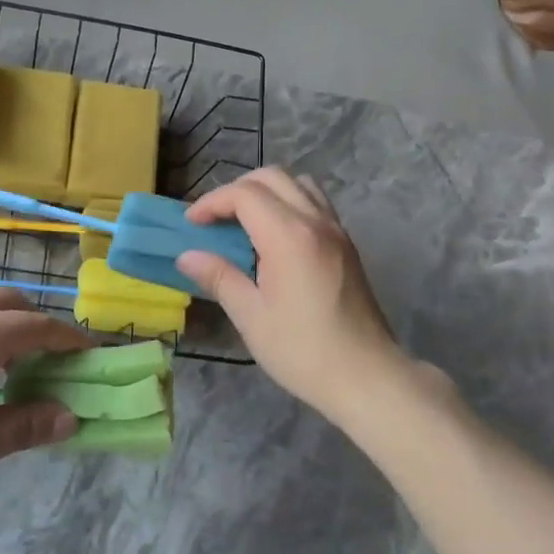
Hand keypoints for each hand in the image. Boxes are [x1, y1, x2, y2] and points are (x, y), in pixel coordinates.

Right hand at [176, 168, 414, 420]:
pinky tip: (273, 238)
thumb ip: (219, 277)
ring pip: (297, 184)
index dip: (212, 203)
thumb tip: (187, 256)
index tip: (191, 224)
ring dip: (265, 192)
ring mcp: (336, 230)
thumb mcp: (251, 317)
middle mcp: (316, 222)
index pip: (244, 194)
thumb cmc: (303, 351)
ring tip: (243, 223)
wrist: (366, 376)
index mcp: (289, 236)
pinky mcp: (346, 244)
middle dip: (235, 191)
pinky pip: (315, 203)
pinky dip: (288, 203)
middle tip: (213, 220)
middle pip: (271, 177)